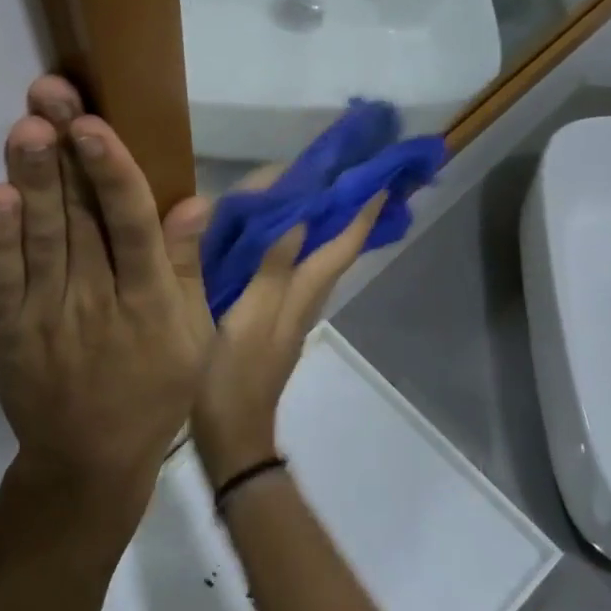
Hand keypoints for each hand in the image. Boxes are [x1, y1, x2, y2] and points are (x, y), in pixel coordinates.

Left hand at [0, 77, 212, 510]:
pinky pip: (0, 281)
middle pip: (79, 218)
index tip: (95, 125)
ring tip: (25, 126)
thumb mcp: (193, 337)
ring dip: (33, 180)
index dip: (112, 174)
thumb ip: (187, 268)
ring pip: (40, 238)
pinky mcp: (7, 330)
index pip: (131, 227)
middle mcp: (97, 300)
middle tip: (48, 96)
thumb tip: (194, 200)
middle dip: (64, 153)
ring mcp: (47, 316)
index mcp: (148, 301)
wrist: (88, 462)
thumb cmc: (153, 392)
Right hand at [192, 191, 385, 488]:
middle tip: (348, 173)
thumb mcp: (247, 321)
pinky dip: (293, 244)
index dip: (360, 212)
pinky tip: (277, 234)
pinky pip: (290, 270)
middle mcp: (302, 299)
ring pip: (314, 258)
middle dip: (344, 211)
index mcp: (299, 295)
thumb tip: (300, 220)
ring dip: (322, 225)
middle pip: (333, 249)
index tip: (380, 179)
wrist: (231, 438)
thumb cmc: (232, 379)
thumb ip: (271, 272)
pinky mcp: (269, 319)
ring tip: (317, 191)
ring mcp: (286, 311)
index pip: (340, 246)